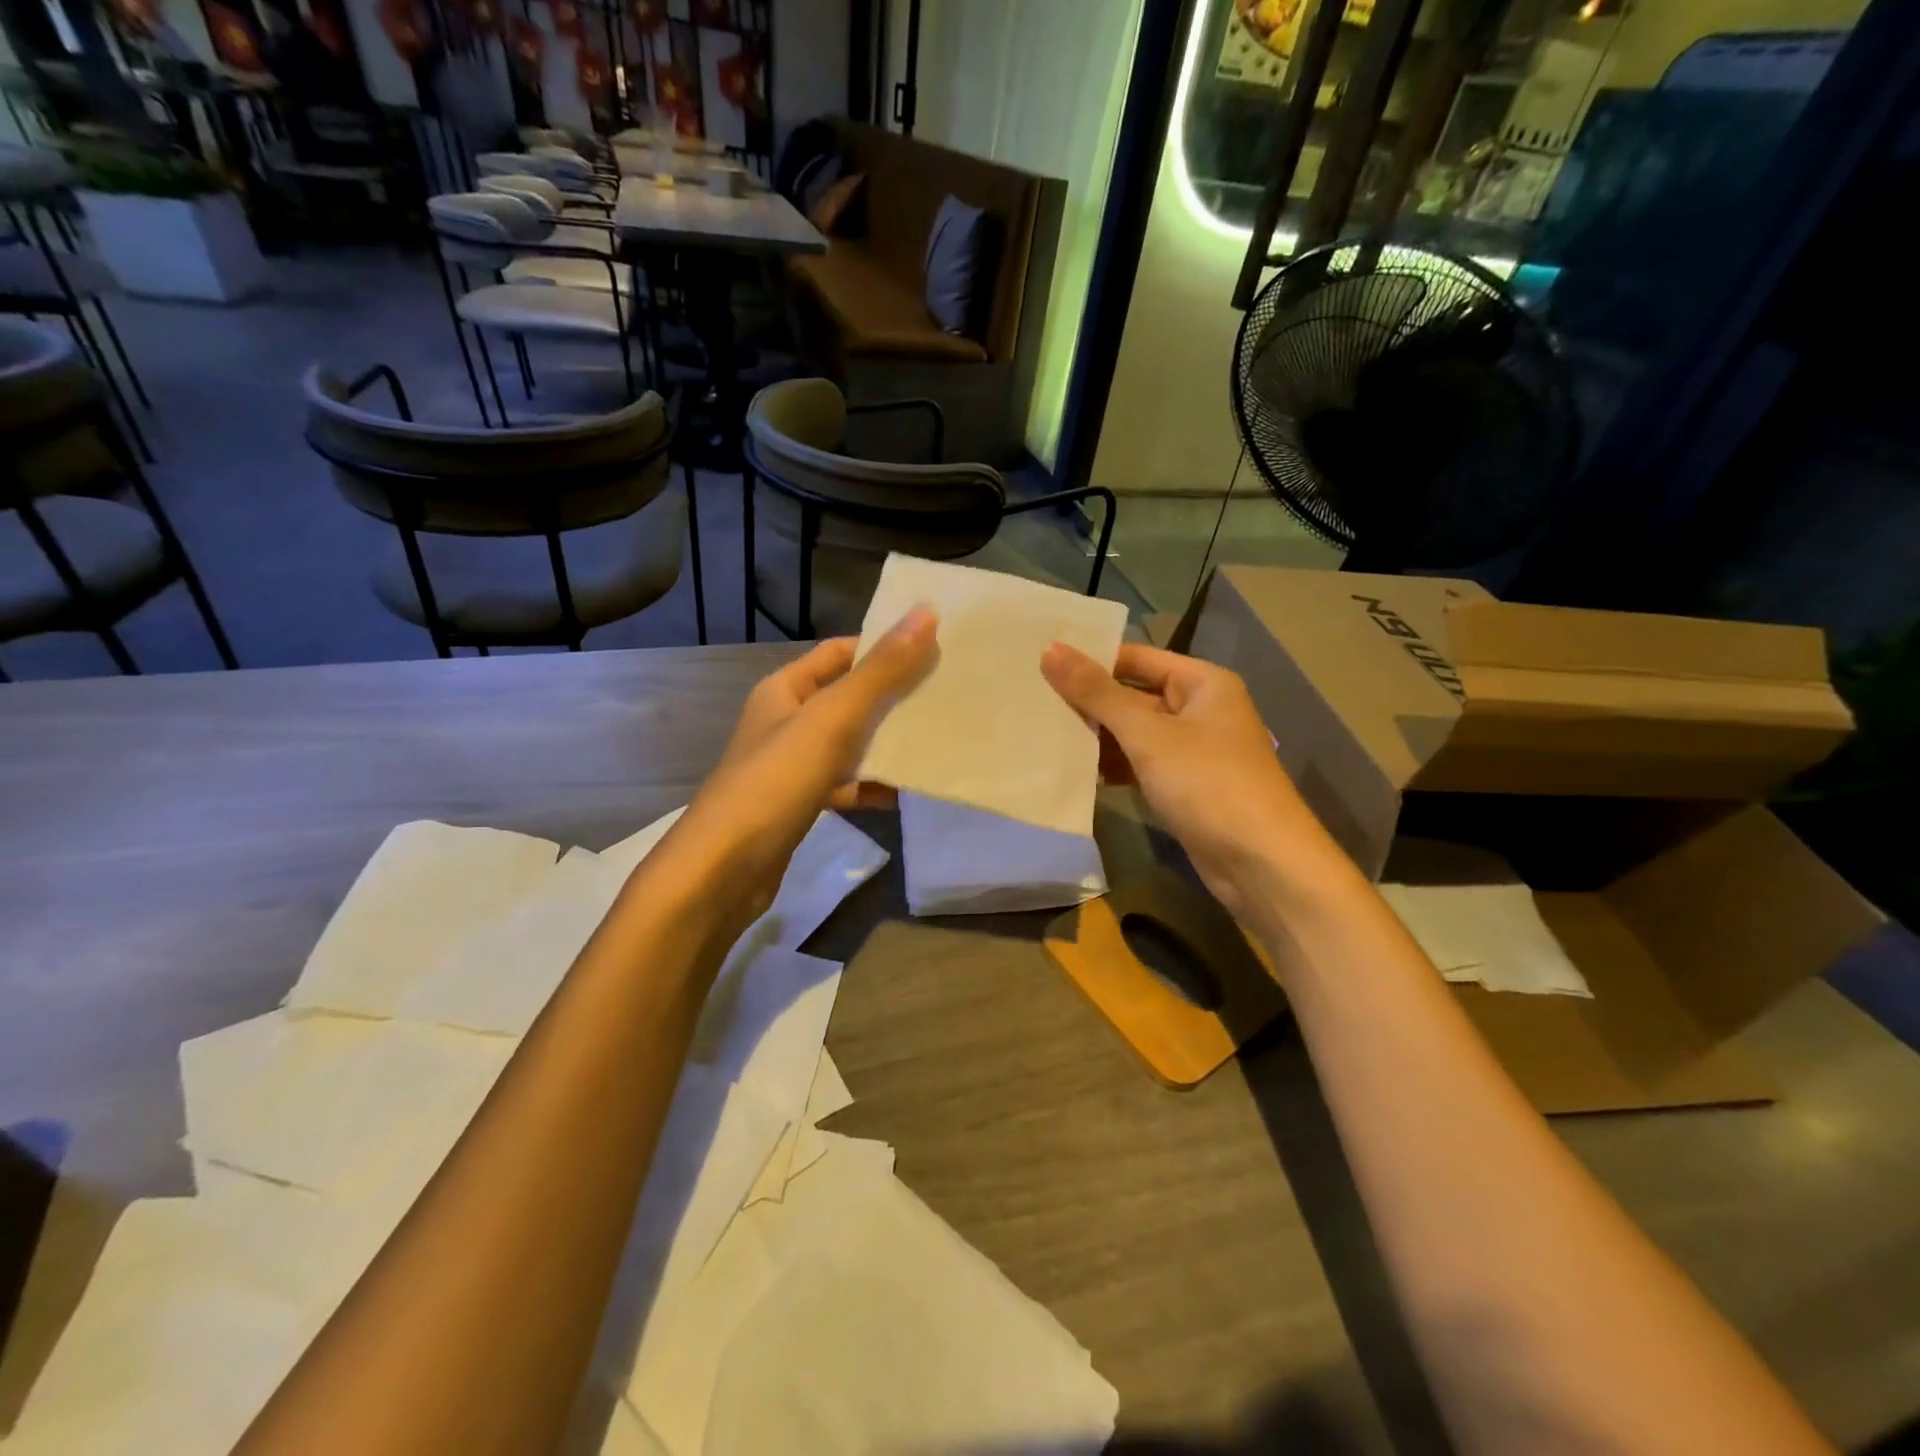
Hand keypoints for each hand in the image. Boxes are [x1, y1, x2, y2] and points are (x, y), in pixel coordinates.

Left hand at [665, 609, 937, 918]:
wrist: (724, 872)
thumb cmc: (775, 782)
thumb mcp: (832, 719)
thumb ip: (880, 671)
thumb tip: (926, 613)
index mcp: (784, 689)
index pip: (839, 652)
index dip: (882, 645)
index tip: (933, 647)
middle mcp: (786, 721)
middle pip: (848, 697)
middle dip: (893, 696)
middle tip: (946, 692)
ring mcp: (792, 766)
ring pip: (850, 743)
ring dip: (887, 742)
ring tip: (937, 739)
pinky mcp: (800, 805)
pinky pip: (845, 784)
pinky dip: (871, 785)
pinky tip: (903, 792)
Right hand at [1041, 642, 1336, 918]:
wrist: (1262, 863)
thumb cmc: (1207, 783)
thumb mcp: (1147, 733)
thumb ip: (1097, 693)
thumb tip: (1050, 649)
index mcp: (1201, 683)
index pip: (1135, 658)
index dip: (1091, 659)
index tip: (1040, 663)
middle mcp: (1200, 709)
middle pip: (1133, 695)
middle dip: (1088, 702)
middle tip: (1031, 699)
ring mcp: (1193, 750)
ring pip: (1134, 733)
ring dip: (1097, 737)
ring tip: (1041, 733)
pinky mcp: (1185, 786)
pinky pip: (1141, 764)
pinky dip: (1113, 766)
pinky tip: (1075, 771)